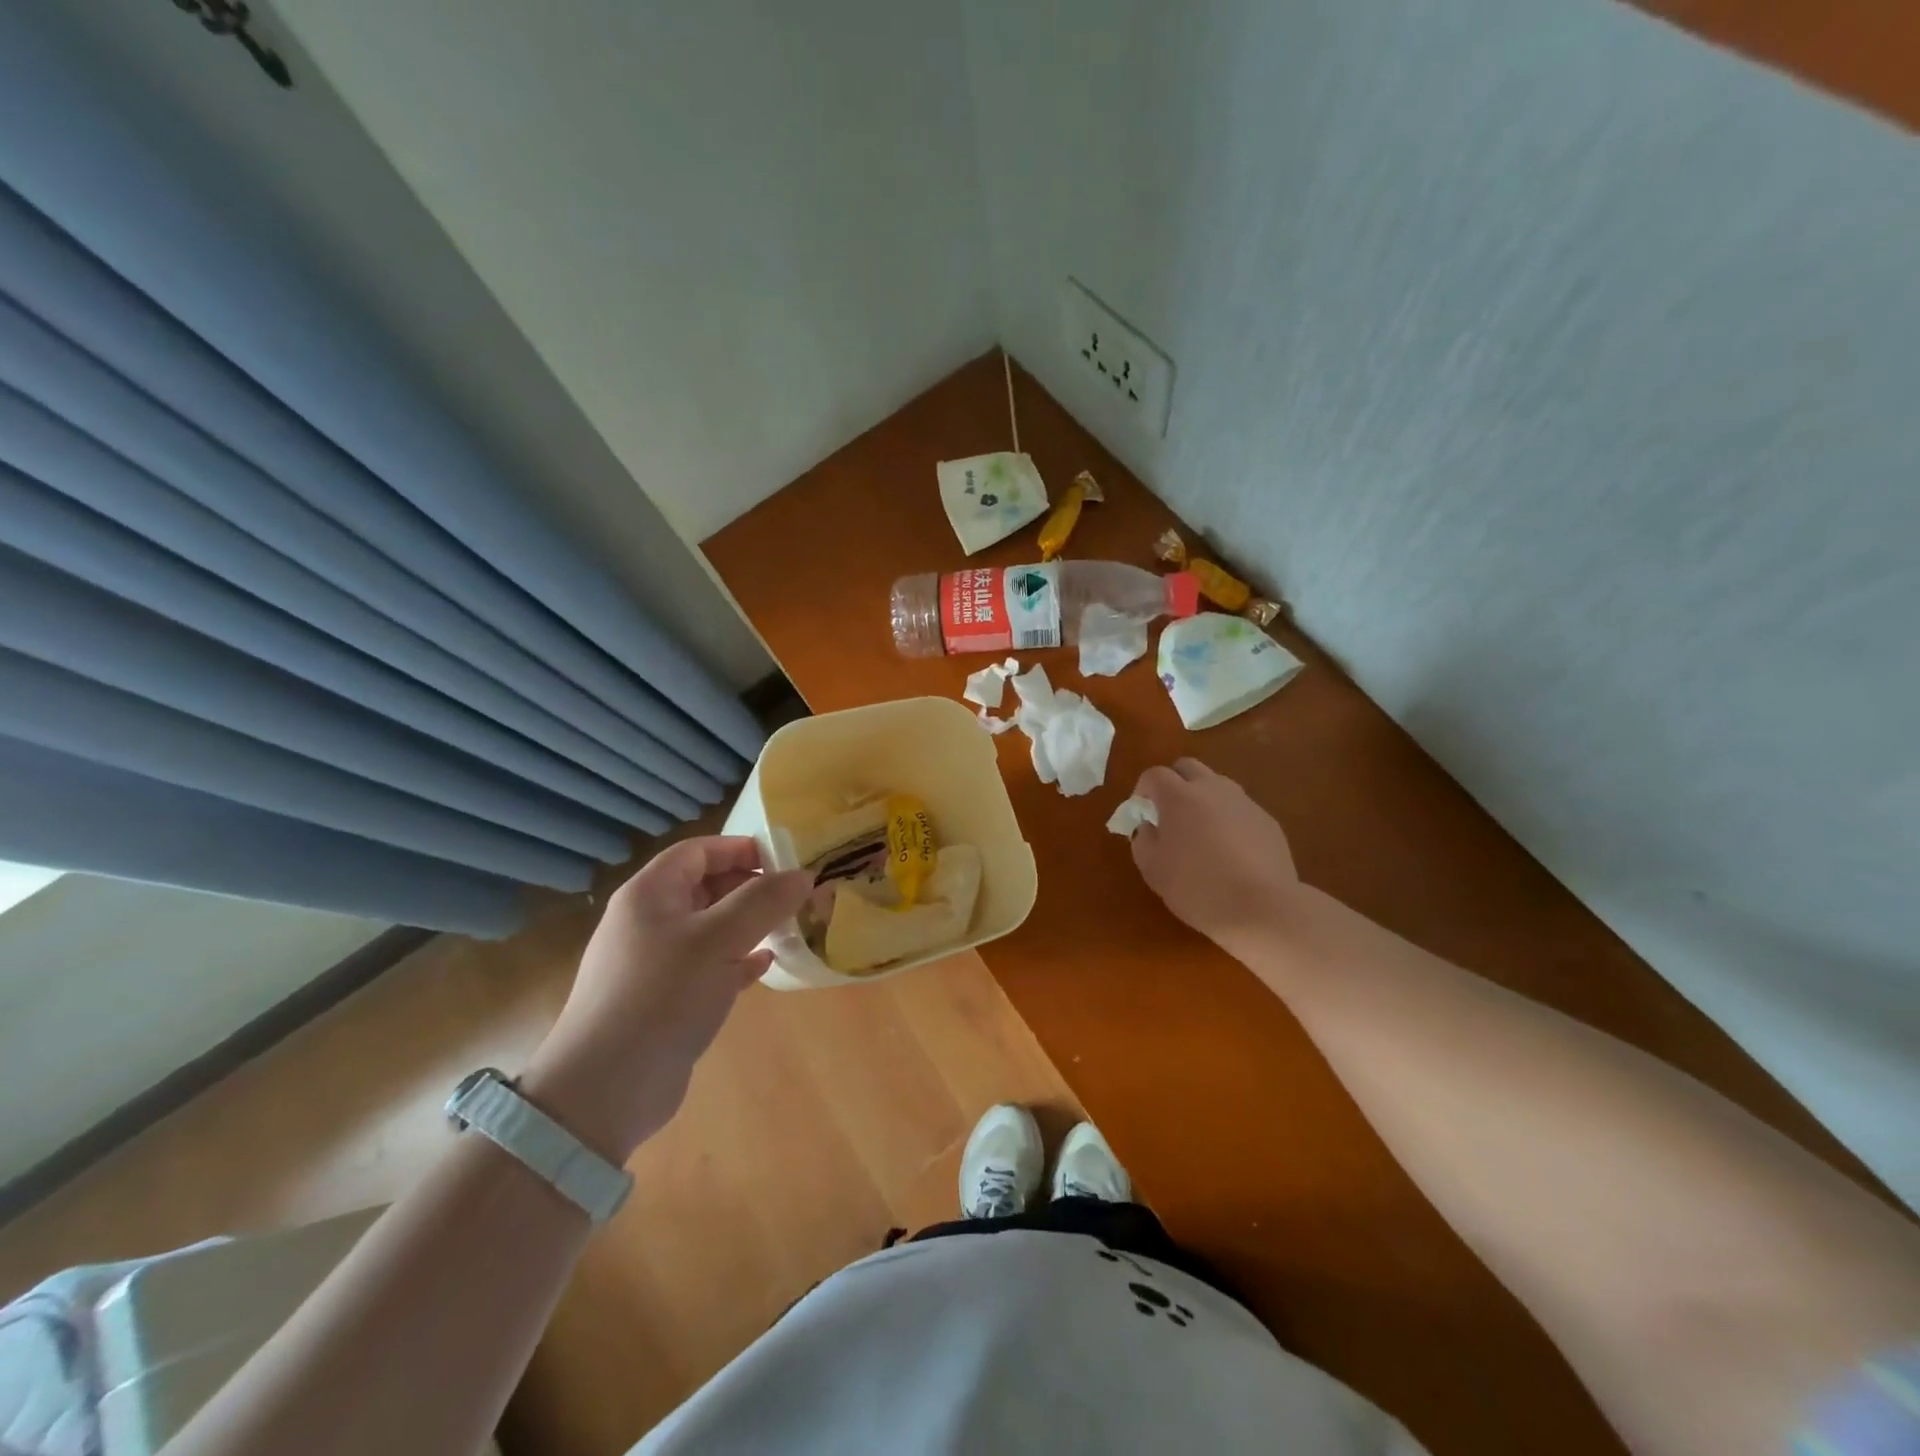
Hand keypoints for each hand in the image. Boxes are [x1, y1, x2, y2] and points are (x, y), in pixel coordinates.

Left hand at [522, 837, 811, 1163]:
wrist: (605, 1091)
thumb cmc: (662, 997)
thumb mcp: (719, 940)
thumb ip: (764, 902)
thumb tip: (804, 874)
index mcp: (649, 894)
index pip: (698, 851)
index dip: (741, 849)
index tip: (785, 860)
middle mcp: (648, 921)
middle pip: (705, 886)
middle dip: (751, 887)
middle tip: (794, 896)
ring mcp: (654, 962)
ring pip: (710, 927)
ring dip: (748, 924)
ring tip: (789, 926)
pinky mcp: (665, 999)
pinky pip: (708, 964)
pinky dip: (737, 959)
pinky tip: (765, 965)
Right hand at [1129, 759, 1301, 953]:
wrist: (1261, 908)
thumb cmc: (1197, 888)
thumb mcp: (1153, 869)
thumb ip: (1143, 840)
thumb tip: (1149, 826)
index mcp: (1179, 797)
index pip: (1154, 774)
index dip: (1143, 789)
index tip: (1142, 812)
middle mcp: (1212, 789)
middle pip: (1187, 767)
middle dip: (1173, 782)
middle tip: (1169, 813)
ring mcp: (1244, 802)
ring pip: (1217, 785)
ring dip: (1203, 798)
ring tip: (1201, 832)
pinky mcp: (1267, 820)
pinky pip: (1240, 808)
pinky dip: (1228, 819)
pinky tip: (1230, 851)